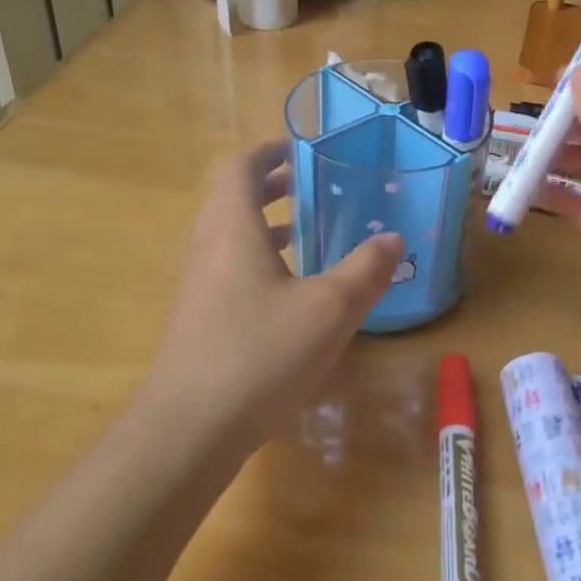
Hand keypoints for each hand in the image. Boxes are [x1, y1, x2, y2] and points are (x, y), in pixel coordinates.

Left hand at [138, 140, 403, 449]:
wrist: (188, 431)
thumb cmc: (260, 353)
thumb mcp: (329, 308)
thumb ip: (365, 270)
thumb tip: (393, 239)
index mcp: (232, 227)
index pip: (240, 168)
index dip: (268, 151)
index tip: (299, 149)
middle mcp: (208, 247)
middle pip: (233, 199)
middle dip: (272, 187)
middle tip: (311, 186)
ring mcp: (199, 286)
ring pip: (232, 238)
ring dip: (266, 227)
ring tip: (308, 234)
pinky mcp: (199, 320)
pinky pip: (230, 270)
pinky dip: (260, 262)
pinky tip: (292, 295)